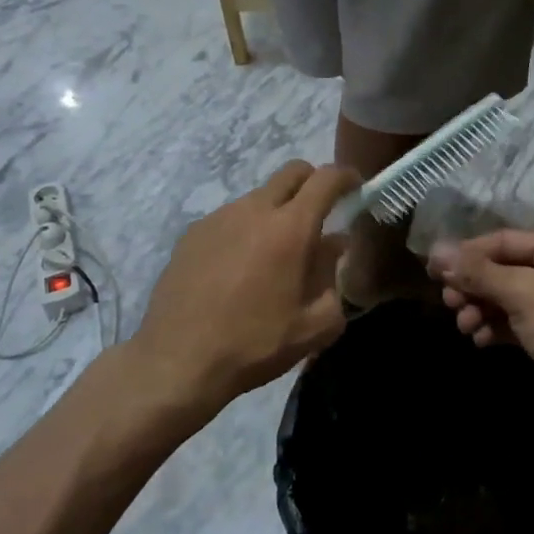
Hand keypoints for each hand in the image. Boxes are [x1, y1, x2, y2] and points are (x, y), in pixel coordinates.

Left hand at [132, 162, 355, 413]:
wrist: (177, 361)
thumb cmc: (255, 344)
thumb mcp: (315, 325)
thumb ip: (333, 276)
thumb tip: (334, 244)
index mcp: (290, 228)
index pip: (326, 179)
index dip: (346, 176)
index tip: (356, 187)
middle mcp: (254, 210)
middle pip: (292, 172)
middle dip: (313, 182)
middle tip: (321, 212)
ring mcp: (219, 218)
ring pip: (260, 195)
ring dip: (277, 210)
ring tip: (276, 252)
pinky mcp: (193, 233)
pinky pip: (231, 217)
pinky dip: (246, 228)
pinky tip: (239, 267)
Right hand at [426, 231, 533, 423]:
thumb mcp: (522, 293)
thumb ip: (478, 272)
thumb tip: (436, 250)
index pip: (503, 240)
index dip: (467, 253)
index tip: (433, 270)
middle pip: (505, 268)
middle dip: (474, 285)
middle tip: (449, 302)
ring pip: (510, 297)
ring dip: (483, 308)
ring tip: (464, 325)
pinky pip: (520, 321)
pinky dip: (498, 327)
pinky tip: (481, 341)